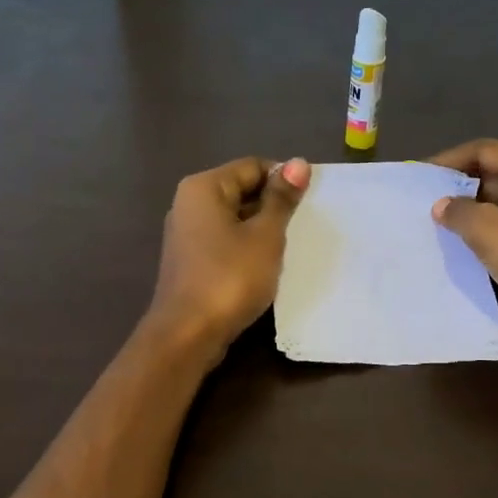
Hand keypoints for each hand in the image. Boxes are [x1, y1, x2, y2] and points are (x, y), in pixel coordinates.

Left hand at [148, 156, 310, 360]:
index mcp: (203, 187)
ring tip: (289, 248)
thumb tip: (298, 163)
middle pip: (241, 191)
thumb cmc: (229, 278)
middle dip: (273, 206)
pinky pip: (225, 243)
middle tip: (304, 227)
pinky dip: (246, 249)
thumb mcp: (265, 236)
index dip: (285, 180)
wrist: (187, 334)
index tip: (310, 203)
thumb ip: (281, 199)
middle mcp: (189, 204)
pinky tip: (265, 268)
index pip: (252, 166)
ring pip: (234, 220)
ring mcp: (186, 235)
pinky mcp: (191, 262)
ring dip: (261, 230)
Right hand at [428, 139, 497, 310]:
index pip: (485, 151)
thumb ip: (459, 212)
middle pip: (493, 175)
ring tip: (435, 224)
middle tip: (422, 203)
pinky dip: (485, 232)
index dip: (449, 161)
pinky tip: (460, 243)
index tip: (418, 176)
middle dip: (459, 189)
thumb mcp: (490, 230)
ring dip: (470, 213)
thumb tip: (441, 206)